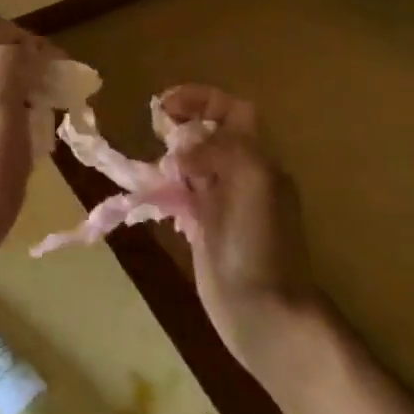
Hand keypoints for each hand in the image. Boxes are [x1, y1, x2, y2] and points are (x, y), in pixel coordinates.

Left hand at [0, 22, 48, 280]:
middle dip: (38, 72)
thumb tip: (29, 49)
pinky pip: (0, 123)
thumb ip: (11, 66)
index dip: (38, 44)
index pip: (3, 35)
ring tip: (51, 127)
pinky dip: (22, 127)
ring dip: (33, 101)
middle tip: (65, 99)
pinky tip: (33, 152)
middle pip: (3, 62)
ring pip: (4, 93)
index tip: (67, 71)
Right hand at [157, 85, 313, 367]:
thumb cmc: (261, 246)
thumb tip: (182, 148)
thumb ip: (222, 149)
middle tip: (154, 132)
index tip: (163, 105)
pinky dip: (164, 188)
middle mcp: (242, 175)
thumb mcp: (252, 182)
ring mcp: (222, 203)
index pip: (233, 110)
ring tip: (150, 167)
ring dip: (169, 157)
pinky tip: (150, 197)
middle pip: (210, 134)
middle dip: (181, 125)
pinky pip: (181, 195)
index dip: (201, 99)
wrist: (263, 314)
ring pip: (193, 163)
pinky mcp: (204, 228)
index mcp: (258, 160)